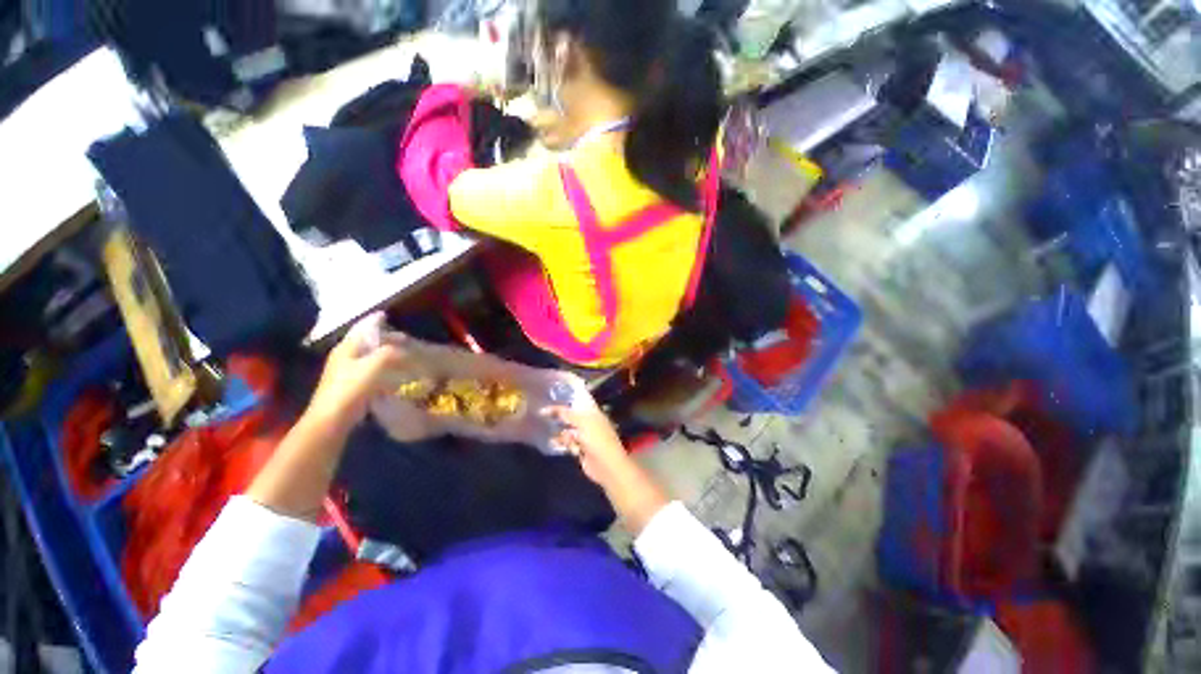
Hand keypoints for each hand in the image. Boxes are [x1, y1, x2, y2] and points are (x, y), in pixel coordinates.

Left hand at [305, 316, 408, 434]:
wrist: (333, 419)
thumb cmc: (352, 387)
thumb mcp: (376, 363)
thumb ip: (393, 352)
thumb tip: (407, 352)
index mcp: (347, 347)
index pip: (363, 327)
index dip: (375, 320)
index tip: (389, 315)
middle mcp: (345, 357)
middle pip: (368, 341)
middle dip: (387, 339)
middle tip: (407, 340)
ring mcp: (347, 373)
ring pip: (371, 357)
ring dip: (388, 355)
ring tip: (406, 357)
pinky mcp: (353, 387)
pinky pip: (373, 372)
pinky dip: (386, 369)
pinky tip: (397, 375)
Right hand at [543, 405, 633, 485]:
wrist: (606, 465)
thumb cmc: (597, 439)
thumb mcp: (582, 422)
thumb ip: (566, 414)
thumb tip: (548, 409)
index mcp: (593, 413)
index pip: (577, 402)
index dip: (565, 400)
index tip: (549, 399)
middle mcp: (588, 423)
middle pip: (571, 416)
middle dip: (559, 415)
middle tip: (543, 414)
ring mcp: (584, 436)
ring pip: (568, 430)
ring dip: (559, 430)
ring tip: (545, 428)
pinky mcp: (580, 449)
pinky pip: (567, 443)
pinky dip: (561, 442)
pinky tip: (552, 442)